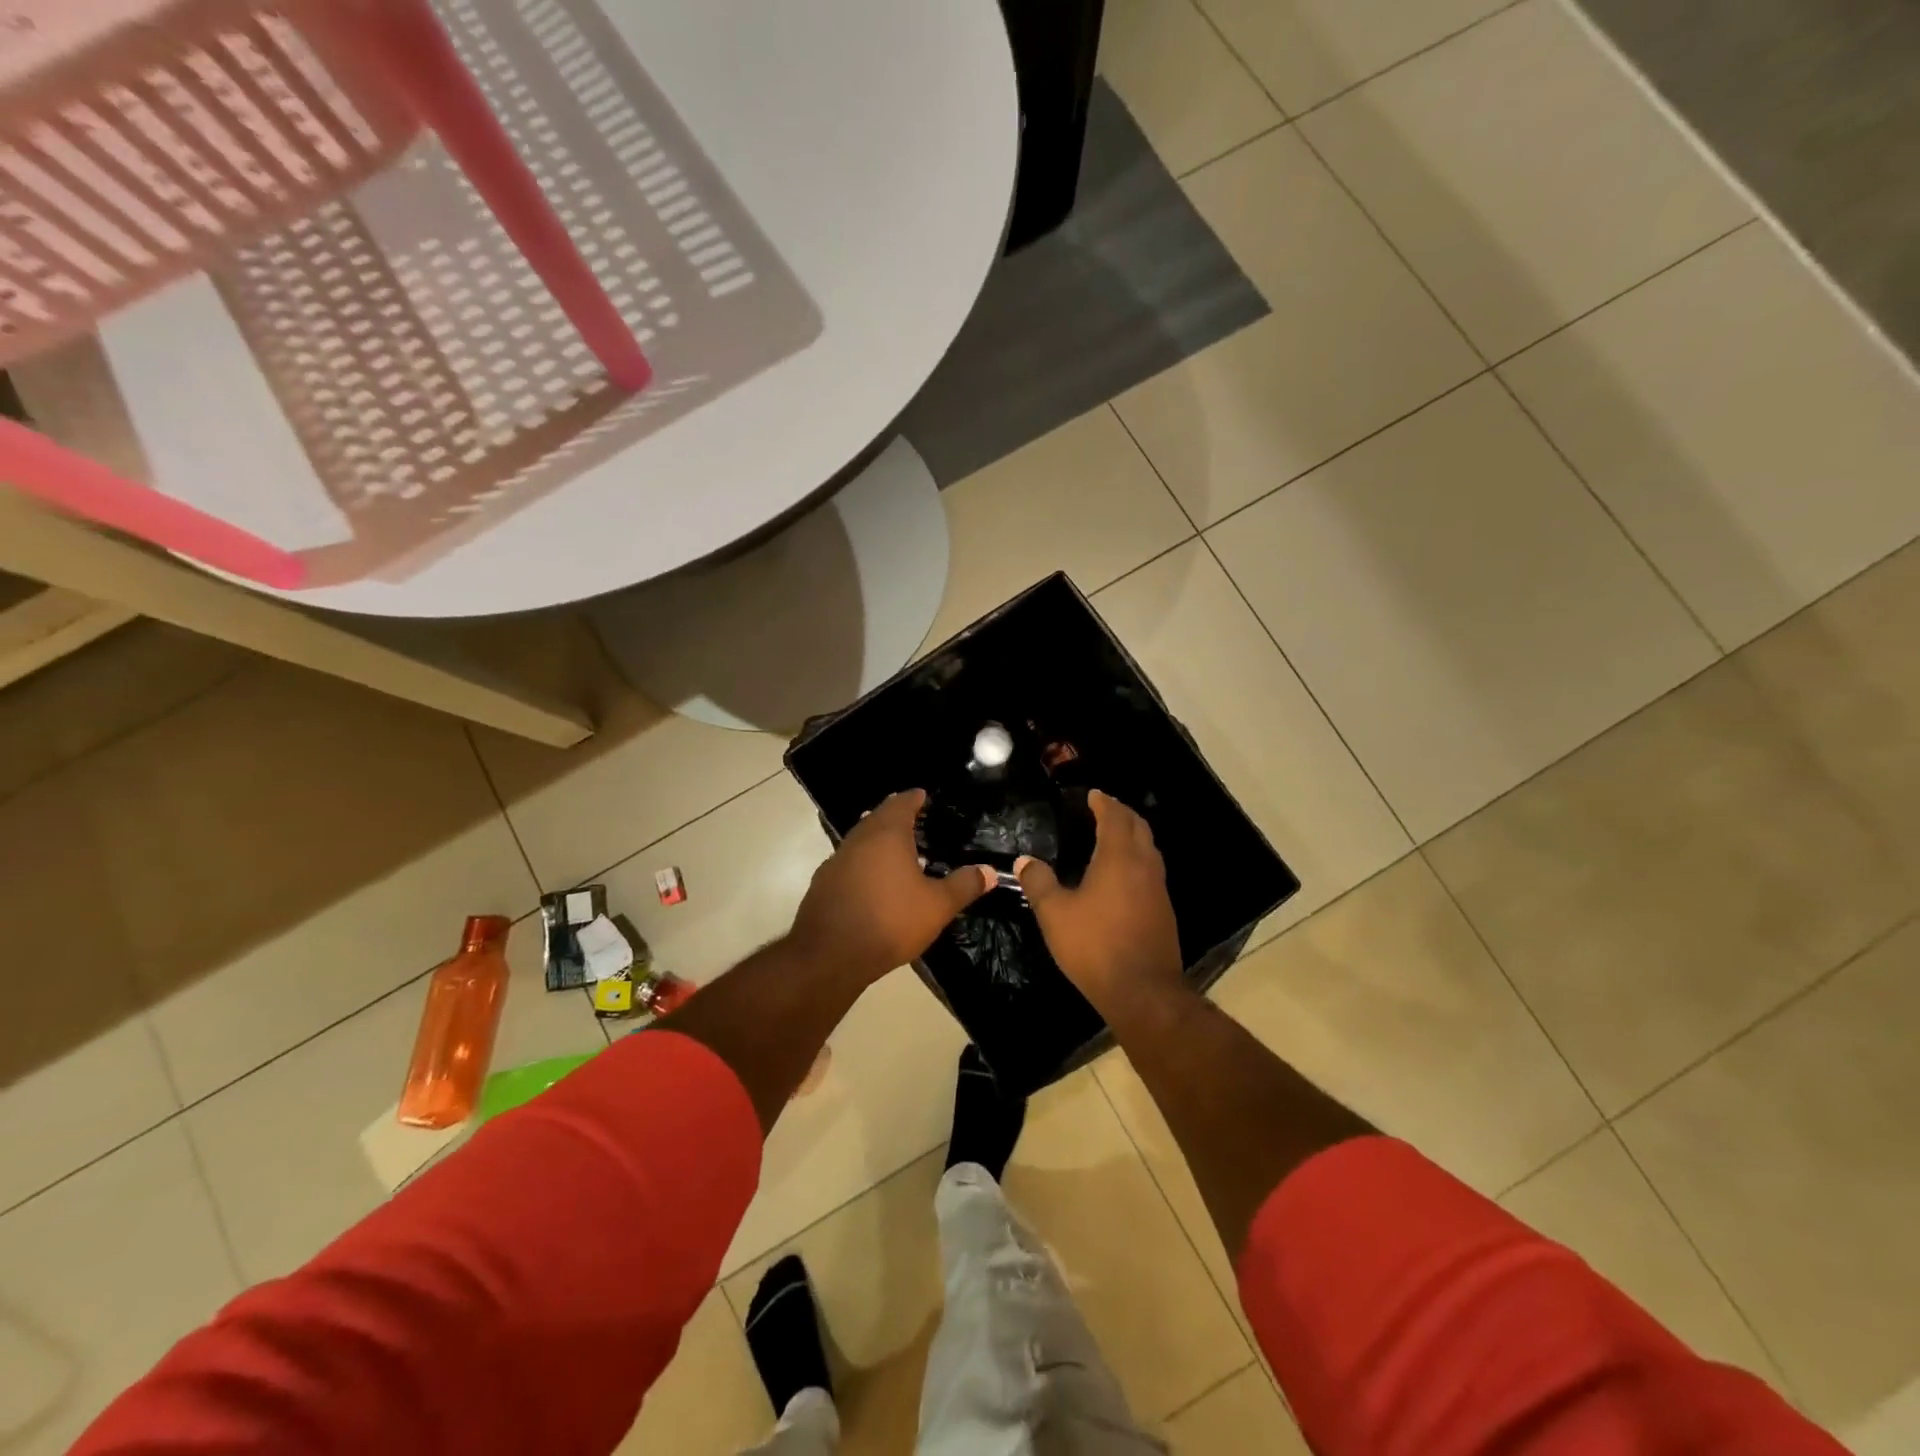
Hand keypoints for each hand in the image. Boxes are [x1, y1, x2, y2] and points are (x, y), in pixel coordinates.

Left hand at [790, 789, 992, 983]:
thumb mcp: (937, 906)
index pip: (901, 803)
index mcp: (887, 834)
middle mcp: (858, 839)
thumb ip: (964, 885)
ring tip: (897, 851)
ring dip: (877, 840)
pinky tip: (873, 881)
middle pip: (878, 818)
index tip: (923, 796)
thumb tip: (990, 871)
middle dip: (895, 816)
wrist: (830, 954)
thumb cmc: (890, 920)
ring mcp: (836, 860)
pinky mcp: (823, 883)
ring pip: (860, 840)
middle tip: (914, 821)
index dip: (914, 798)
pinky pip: (848, 862)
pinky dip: (863, 863)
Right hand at [1017, 791, 1182, 1013]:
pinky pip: (1151, 871)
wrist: (1143, 991)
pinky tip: (1123, 875)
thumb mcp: (1055, 914)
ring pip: (1149, 849)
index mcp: (1119, 858)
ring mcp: (1158, 889)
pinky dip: (1138, 859)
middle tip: (1104, 808)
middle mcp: (1144, 866)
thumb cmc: (1095, 945)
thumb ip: (1039, 883)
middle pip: (1139, 827)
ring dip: (1133, 835)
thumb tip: (1024, 860)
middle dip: (1122, 813)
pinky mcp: (1164, 911)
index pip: (1115, 817)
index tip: (1093, 795)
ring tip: (1113, 836)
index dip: (1104, 802)